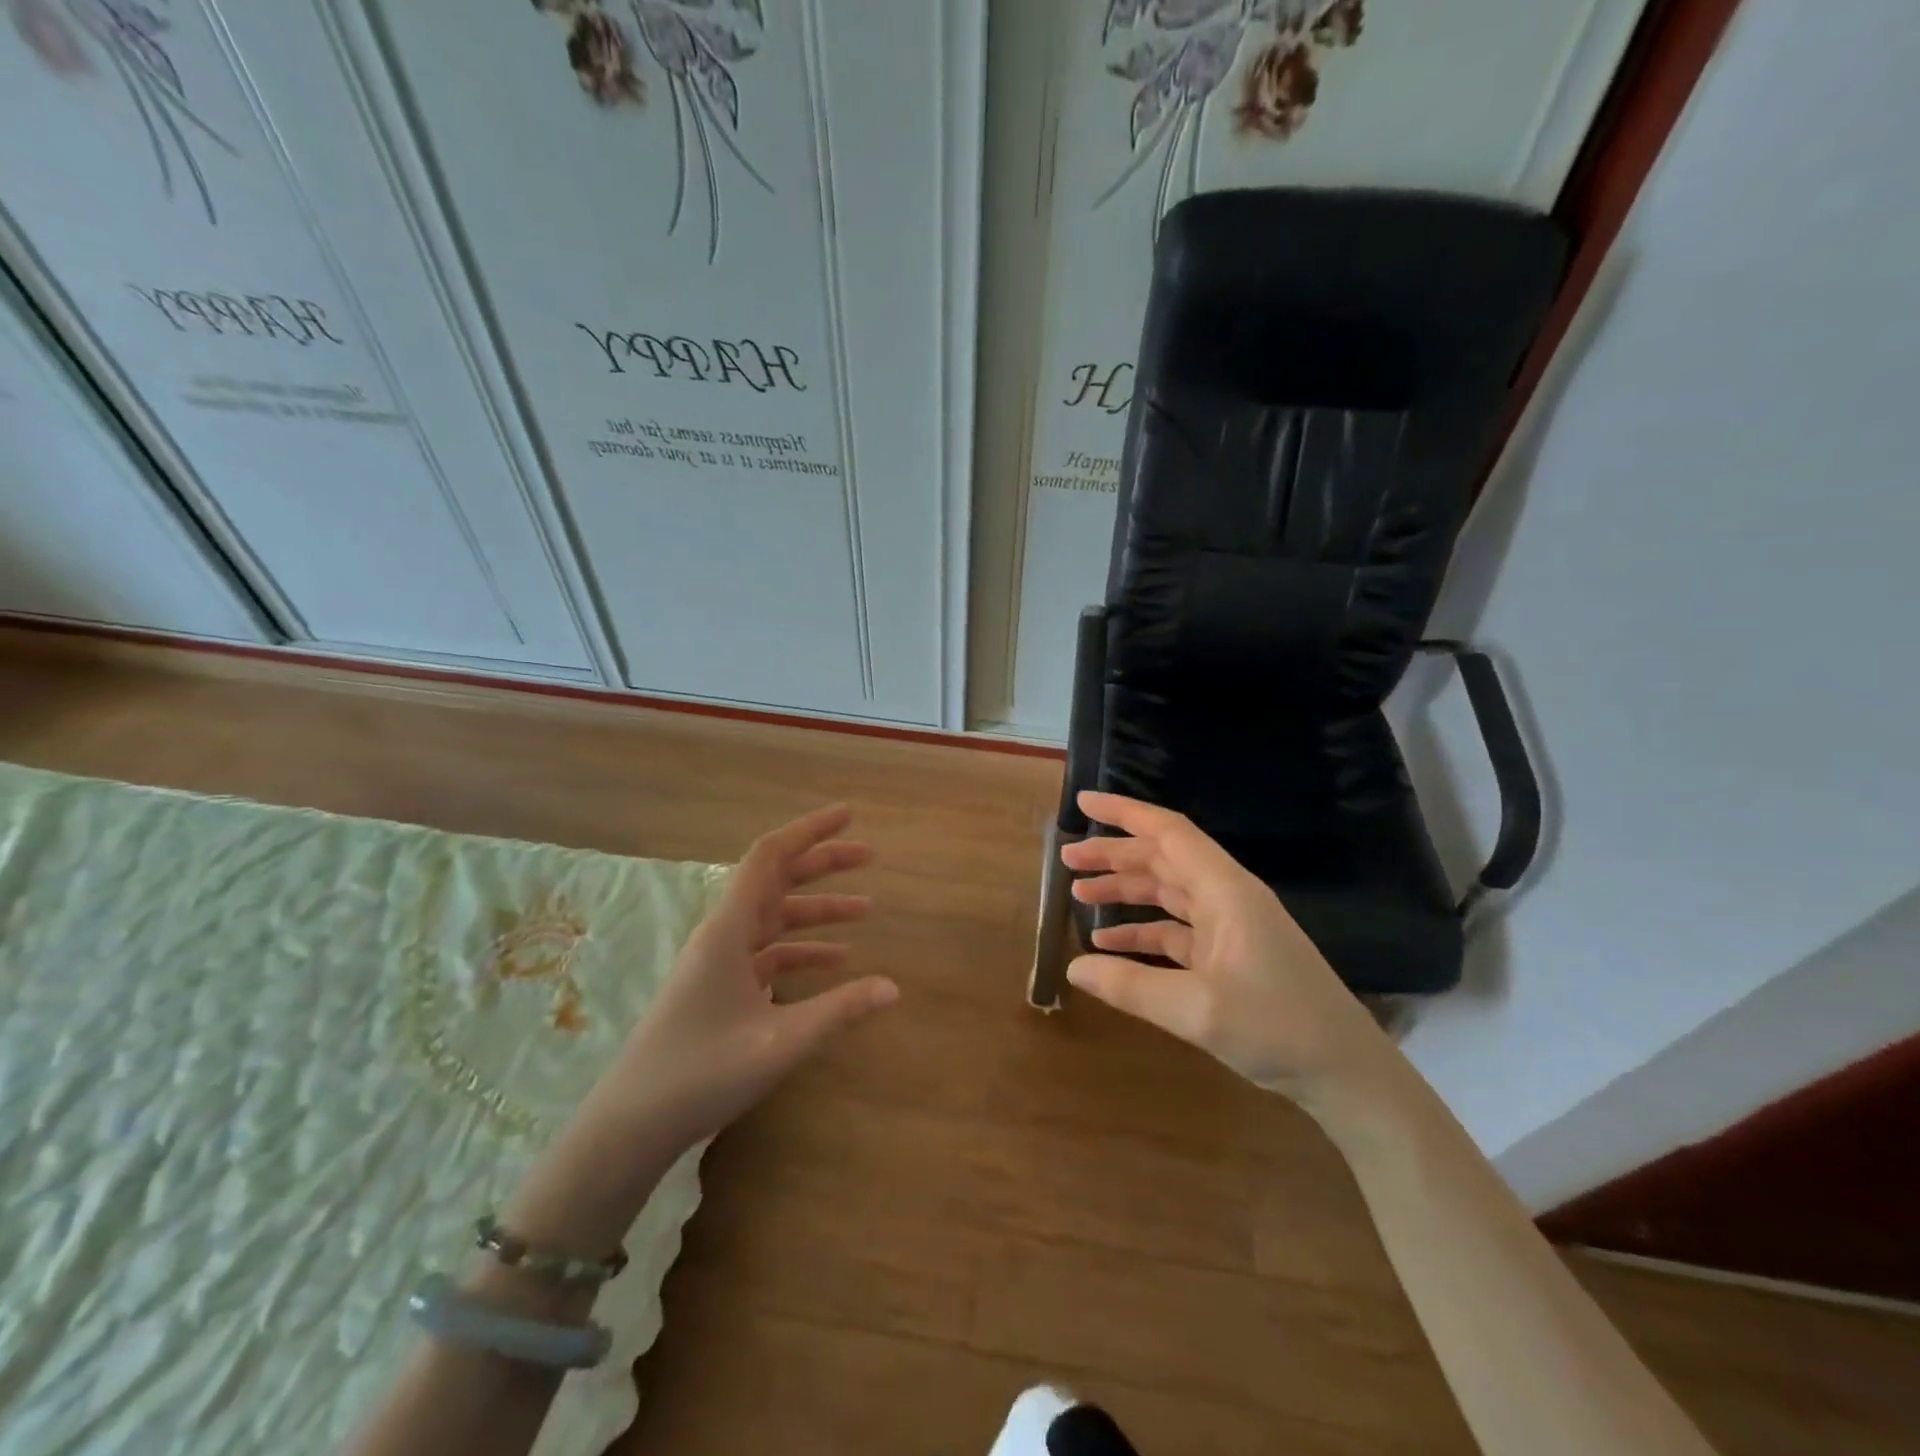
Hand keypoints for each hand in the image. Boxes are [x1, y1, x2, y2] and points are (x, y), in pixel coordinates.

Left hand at [595, 803, 897, 1153]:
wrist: (631, 1124)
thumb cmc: (700, 1073)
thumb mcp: (779, 1043)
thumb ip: (838, 1011)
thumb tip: (894, 987)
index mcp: (728, 930)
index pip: (770, 857)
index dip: (809, 830)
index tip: (848, 816)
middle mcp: (723, 935)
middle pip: (777, 881)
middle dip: (822, 864)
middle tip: (869, 856)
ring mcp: (719, 962)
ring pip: (775, 918)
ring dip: (818, 910)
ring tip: (867, 910)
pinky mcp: (720, 988)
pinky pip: (768, 953)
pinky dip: (802, 950)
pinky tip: (835, 961)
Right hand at [1061, 792, 1394, 1108]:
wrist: (1346, 1072)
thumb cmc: (1278, 1028)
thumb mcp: (1196, 1010)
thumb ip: (1131, 986)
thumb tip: (1073, 968)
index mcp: (1226, 891)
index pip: (1169, 833)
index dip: (1125, 814)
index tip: (1084, 804)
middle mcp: (1227, 898)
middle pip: (1163, 859)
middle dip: (1115, 854)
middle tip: (1068, 859)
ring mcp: (1230, 927)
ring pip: (1168, 892)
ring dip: (1126, 889)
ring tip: (1079, 894)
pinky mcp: (1230, 956)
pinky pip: (1176, 930)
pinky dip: (1143, 930)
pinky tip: (1110, 944)